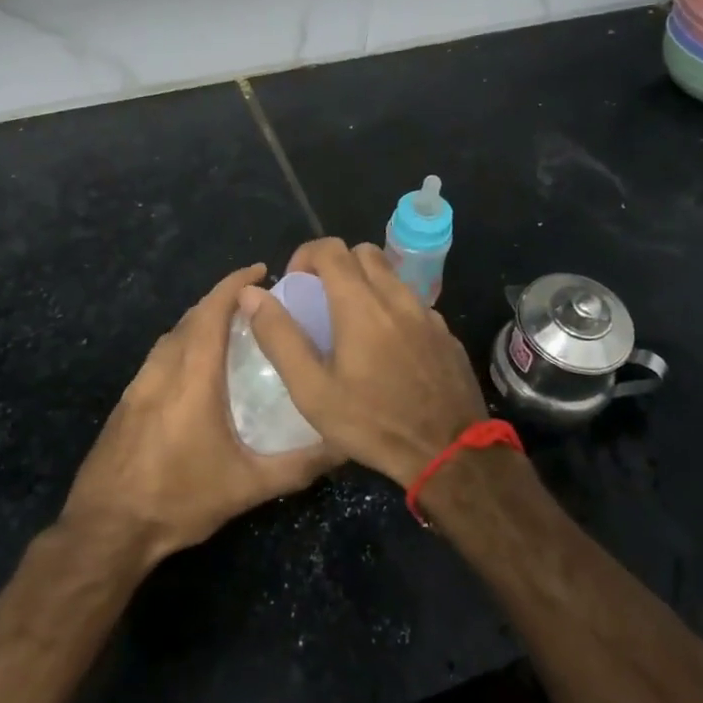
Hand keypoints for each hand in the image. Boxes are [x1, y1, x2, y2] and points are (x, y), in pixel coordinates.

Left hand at [62, 263, 340, 563]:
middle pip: (191, 317)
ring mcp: (139, 384)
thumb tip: (342, 446)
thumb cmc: (178, 499)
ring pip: (172, 336)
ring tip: (232, 330)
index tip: (260, 269)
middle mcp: (162, 368)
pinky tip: (197, 371)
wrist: (106, 528)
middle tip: (256, 303)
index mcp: (192, 376)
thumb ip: (297, 465)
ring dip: (200, 321)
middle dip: (221, 299)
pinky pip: (160, 356)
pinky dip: (183, 345)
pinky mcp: (126, 402)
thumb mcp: (246, 487)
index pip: (212, 311)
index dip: (234, 284)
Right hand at [240, 239, 487, 487]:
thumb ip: (280, 337)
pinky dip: (393, 310)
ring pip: (392, 277)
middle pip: (364, 253)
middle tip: (321, 301)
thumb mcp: (312, 391)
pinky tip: (388, 350)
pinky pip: (413, 304)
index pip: (331, 249)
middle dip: (337, 265)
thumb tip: (252, 295)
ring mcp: (428, 314)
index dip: (306, 256)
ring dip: (367, 286)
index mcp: (361, 304)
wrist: (450, 454)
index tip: (296, 284)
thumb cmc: (373, 423)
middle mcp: (397, 298)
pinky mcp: (446, 335)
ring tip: (353, 327)